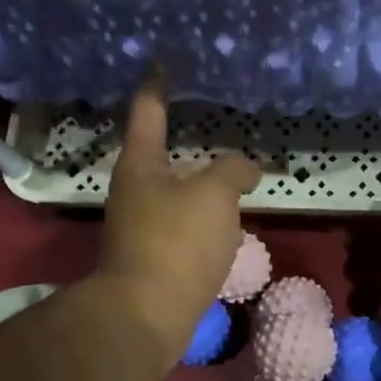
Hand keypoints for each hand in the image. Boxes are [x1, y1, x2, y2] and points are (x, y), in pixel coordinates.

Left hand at [99, 76, 261, 358]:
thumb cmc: (177, 243)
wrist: (147, 315)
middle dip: (186, 142)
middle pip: (161, 156)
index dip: (159, 86)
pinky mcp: (153, 260)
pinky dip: (203, 222)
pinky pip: (183, 229)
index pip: (148, 111)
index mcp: (140, 165)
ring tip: (233, 180)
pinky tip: (226, 227)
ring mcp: (140, 228)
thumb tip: (246, 168)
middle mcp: (134, 192)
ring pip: (175, 196)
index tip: (165, 65)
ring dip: (200, 187)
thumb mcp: (215, 195)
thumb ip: (233, 171)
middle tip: (216, 127)